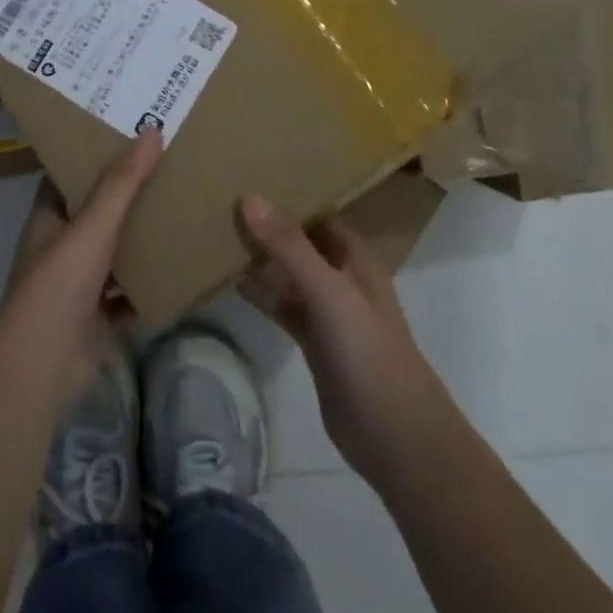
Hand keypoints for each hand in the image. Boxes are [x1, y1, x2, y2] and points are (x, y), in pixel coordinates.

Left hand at [0, 131, 161, 403]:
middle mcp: (60, 248)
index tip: (128, 137)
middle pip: (96, 215)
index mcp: (48, 219)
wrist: (43, 366)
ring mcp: (78, 286)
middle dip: (127, 197)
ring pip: (114, 256)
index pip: (69, 178)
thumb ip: (122, 183)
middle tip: (167, 169)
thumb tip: (151, 131)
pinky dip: (149, 287)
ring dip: (140, 241)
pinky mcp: (97, 319)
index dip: (94, 157)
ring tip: (180, 212)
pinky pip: (129, 296)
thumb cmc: (59, 283)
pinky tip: (180, 270)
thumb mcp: (92, 225)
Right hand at [239, 195, 447, 488]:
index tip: (248, 175)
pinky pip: (283, 307)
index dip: (289, 195)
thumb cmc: (369, 352)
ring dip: (261, 259)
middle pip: (301, 242)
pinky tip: (230, 282)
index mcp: (356, 258)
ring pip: (289, 275)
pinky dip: (261, 295)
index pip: (319, 213)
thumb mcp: (329, 292)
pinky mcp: (314, 343)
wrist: (396, 437)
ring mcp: (329, 312)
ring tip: (216, 234)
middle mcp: (343, 278)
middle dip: (268, 225)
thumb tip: (250, 197)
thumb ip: (290, 246)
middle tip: (221, 201)